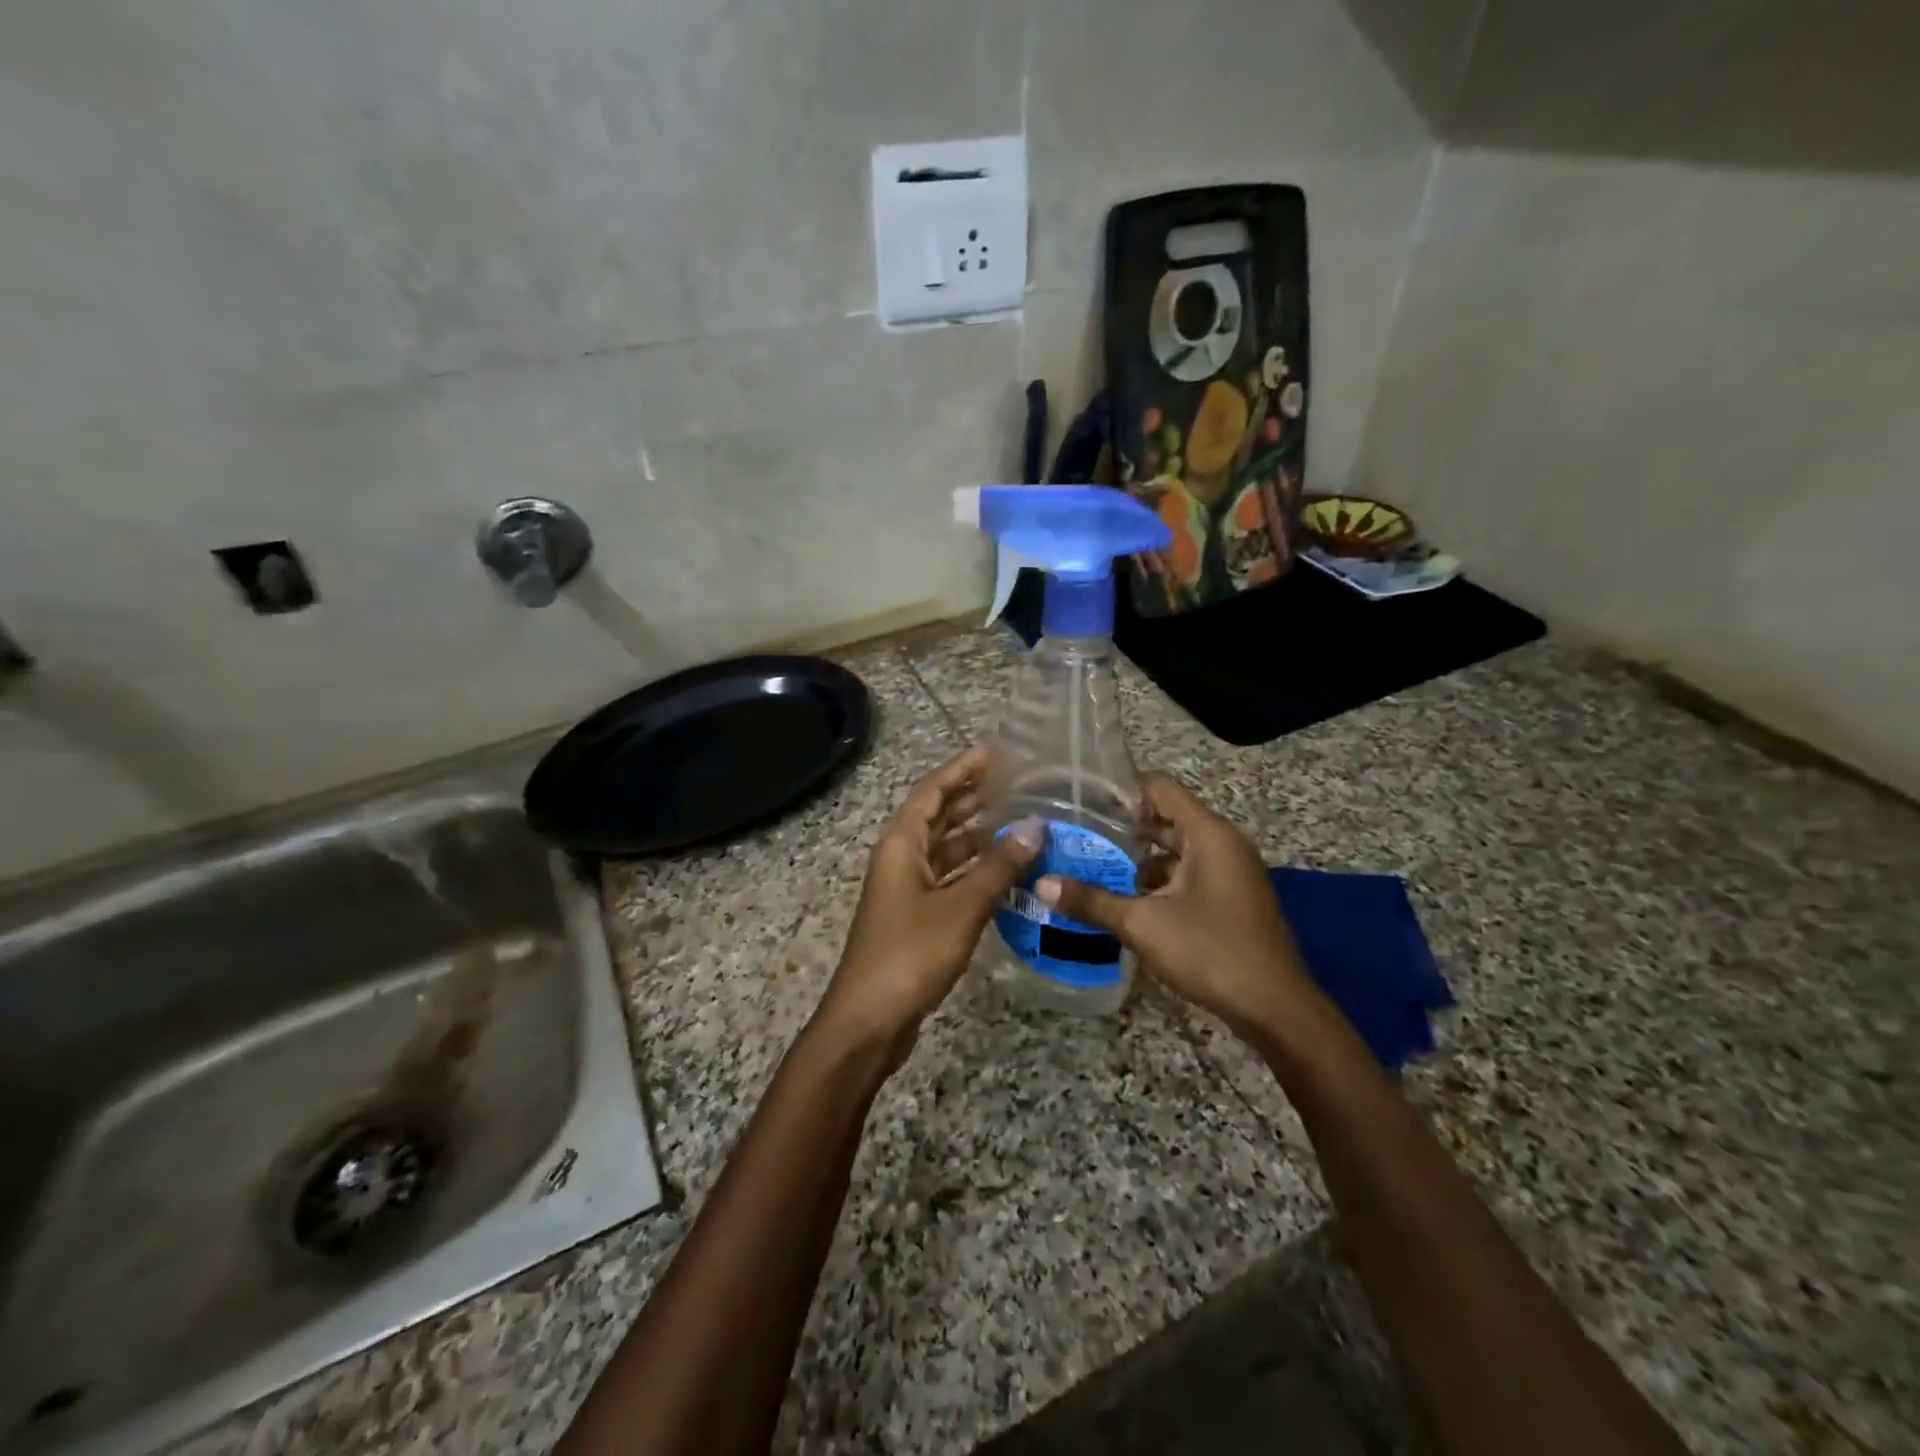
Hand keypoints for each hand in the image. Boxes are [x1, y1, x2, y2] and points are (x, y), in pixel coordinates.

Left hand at [817, 748, 1041, 1060]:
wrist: (869, 1021)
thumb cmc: (909, 954)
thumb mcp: (961, 907)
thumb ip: (998, 867)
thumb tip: (1035, 827)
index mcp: (901, 845)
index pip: (931, 791)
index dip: (961, 769)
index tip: (993, 754)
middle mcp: (901, 860)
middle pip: (938, 818)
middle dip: (972, 799)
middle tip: (1016, 786)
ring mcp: (907, 891)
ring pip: (946, 852)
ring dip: (978, 838)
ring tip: (1020, 825)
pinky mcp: (916, 919)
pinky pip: (950, 881)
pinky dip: (976, 873)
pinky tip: (1007, 876)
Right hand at [1036, 774, 1311, 1036]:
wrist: (1276, 1009)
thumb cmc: (1211, 951)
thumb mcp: (1143, 924)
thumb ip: (1092, 901)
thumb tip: (1042, 883)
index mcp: (1209, 834)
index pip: (1161, 788)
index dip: (1122, 791)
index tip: (1083, 803)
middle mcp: (1223, 844)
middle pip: (1167, 819)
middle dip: (1124, 828)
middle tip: (1078, 835)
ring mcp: (1230, 873)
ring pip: (1176, 851)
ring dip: (1138, 860)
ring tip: (1093, 869)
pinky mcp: (1231, 899)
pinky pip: (1188, 875)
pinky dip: (1158, 882)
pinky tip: (1126, 901)